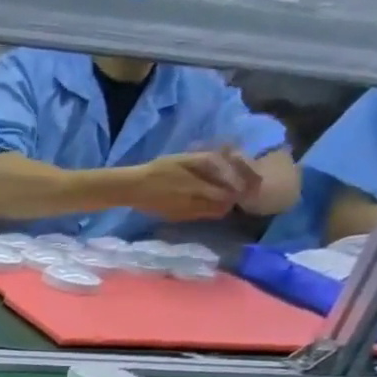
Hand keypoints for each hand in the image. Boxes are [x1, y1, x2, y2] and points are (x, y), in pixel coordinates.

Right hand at [127, 152, 243, 221]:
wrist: (132, 188)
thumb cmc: (159, 169)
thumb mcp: (186, 158)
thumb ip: (210, 161)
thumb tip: (233, 163)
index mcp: (197, 187)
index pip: (229, 193)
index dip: (239, 189)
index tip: (244, 184)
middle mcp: (193, 204)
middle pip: (223, 206)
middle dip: (230, 199)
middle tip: (232, 190)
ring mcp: (184, 213)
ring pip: (212, 214)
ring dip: (218, 206)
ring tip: (217, 197)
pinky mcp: (176, 218)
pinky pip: (198, 217)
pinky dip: (205, 210)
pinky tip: (199, 202)